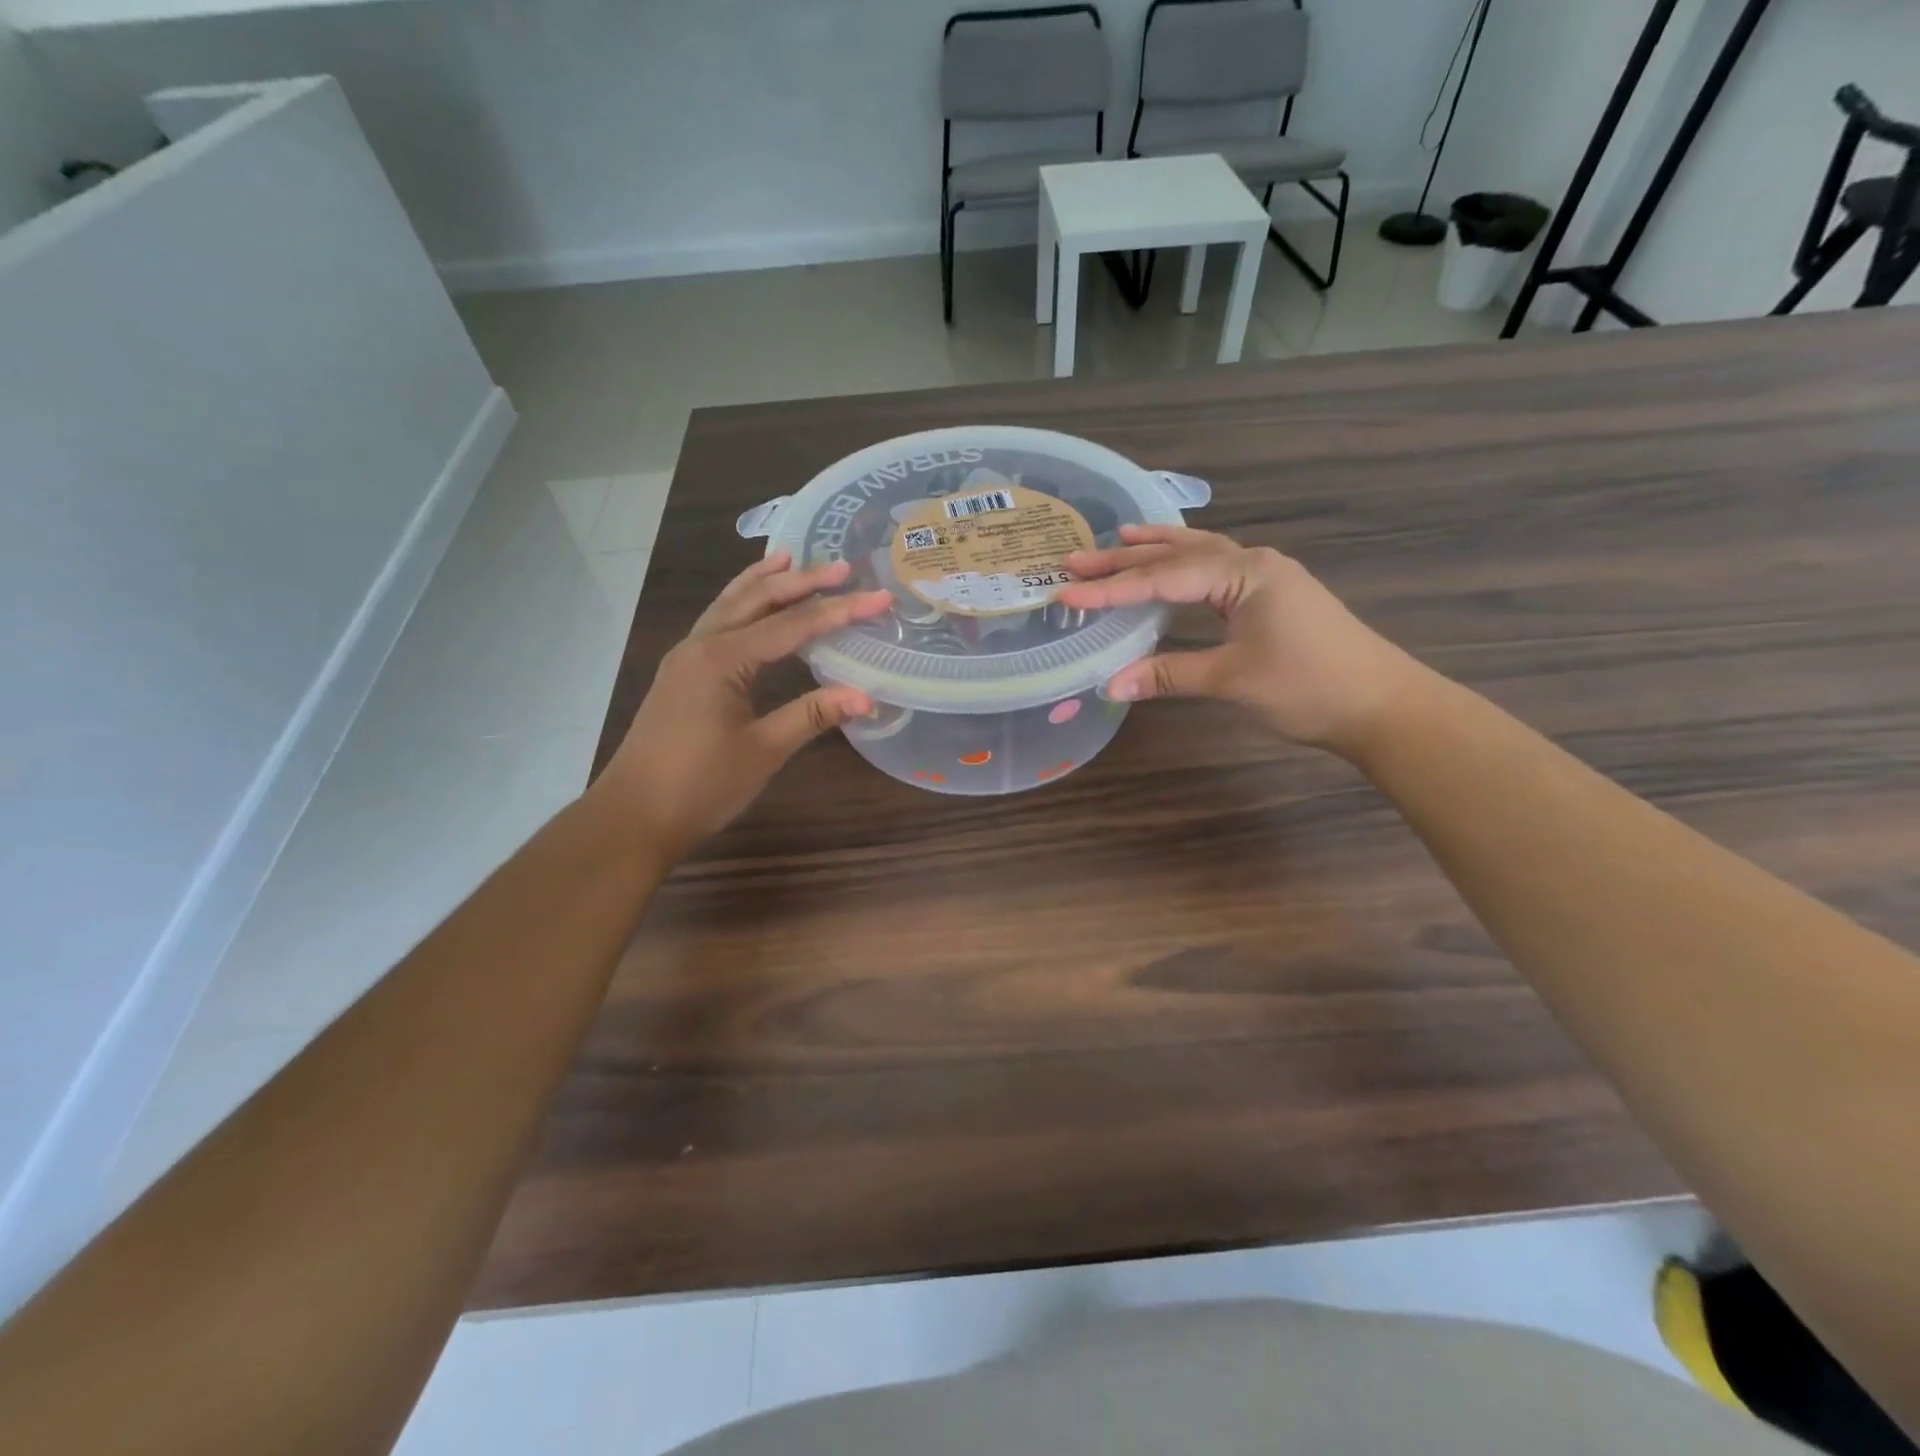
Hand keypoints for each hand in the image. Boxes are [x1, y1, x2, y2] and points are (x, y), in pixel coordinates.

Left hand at [594, 553, 891, 862]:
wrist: (634, 815)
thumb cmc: (699, 785)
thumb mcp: (763, 751)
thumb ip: (811, 716)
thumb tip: (867, 697)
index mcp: (722, 659)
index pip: (792, 626)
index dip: (839, 612)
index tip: (878, 599)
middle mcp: (702, 645)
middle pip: (757, 600)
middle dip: (801, 581)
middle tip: (842, 567)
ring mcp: (687, 657)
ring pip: (730, 605)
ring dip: (763, 582)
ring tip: (790, 557)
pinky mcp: (683, 674)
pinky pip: (717, 623)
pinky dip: (741, 604)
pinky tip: (751, 606)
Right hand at [1058, 525, 1428, 756]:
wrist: (1382, 706)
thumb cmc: (1309, 687)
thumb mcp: (1232, 680)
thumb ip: (1168, 675)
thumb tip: (1110, 684)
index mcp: (1245, 573)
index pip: (1164, 578)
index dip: (1112, 589)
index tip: (1066, 592)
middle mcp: (1253, 563)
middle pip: (1178, 555)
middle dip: (1124, 559)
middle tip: (1074, 560)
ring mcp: (1266, 577)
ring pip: (1198, 555)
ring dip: (1155, 551)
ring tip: (1115, 540)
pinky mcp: (1271, 596)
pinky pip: (1215, 570)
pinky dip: (1184, 566)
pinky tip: (1171, 567)